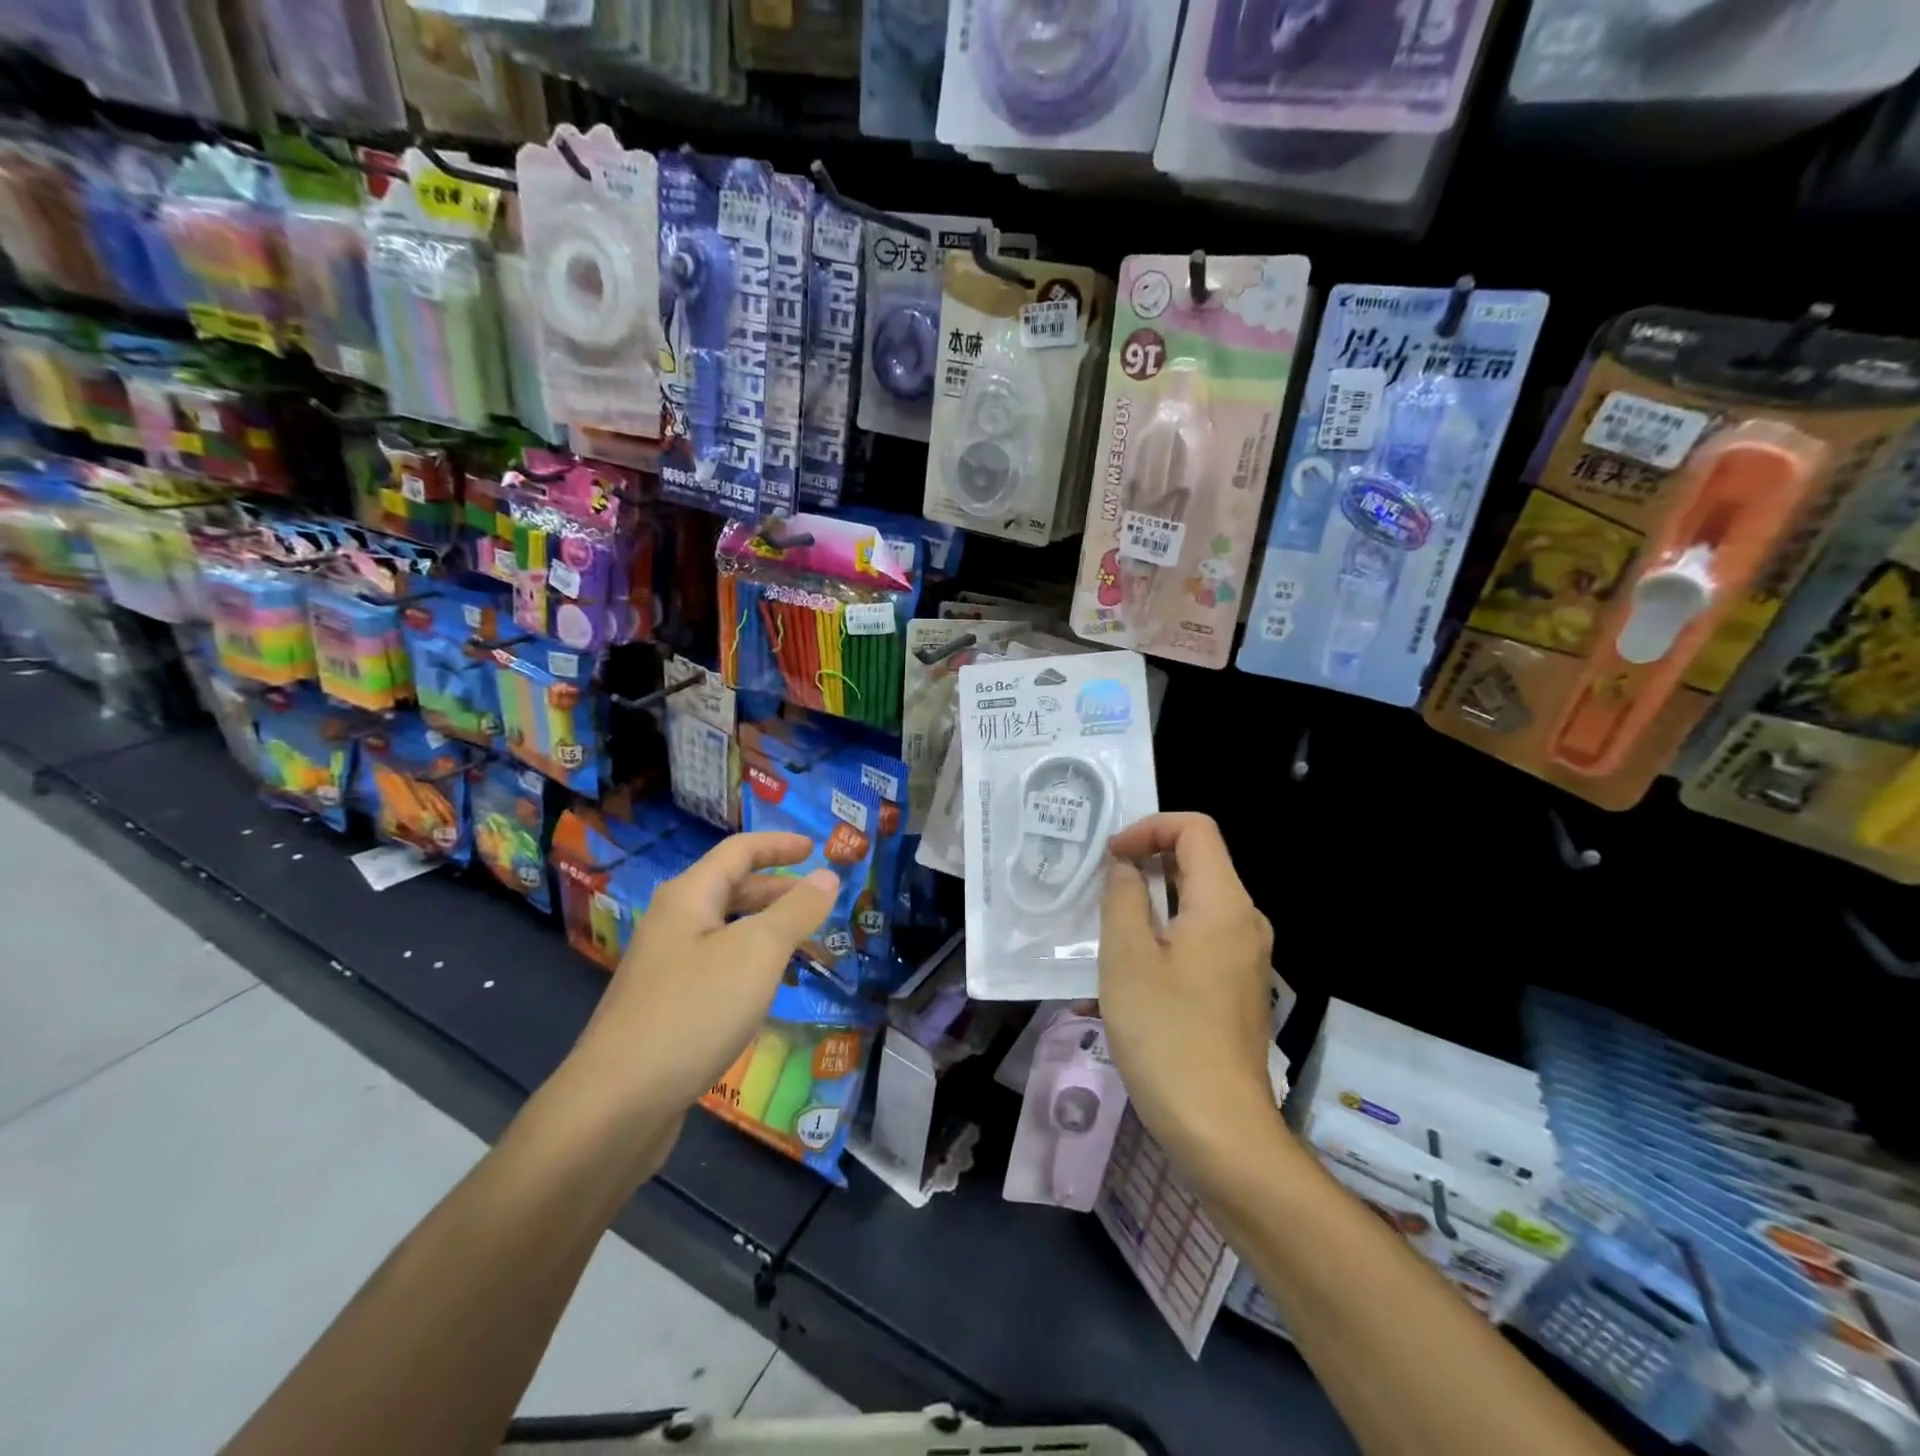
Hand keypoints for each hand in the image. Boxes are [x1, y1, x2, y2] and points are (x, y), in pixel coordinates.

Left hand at [573, 832, 838, 1125]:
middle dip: (778, 890)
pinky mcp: (665, 1006)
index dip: (779, 845)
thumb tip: (828, 875)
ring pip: (726, 931)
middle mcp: (673, 923)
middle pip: (731, 889)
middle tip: (820, 901)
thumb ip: (796, 910)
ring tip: (806, 946)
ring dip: (767, 930)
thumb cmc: (695, 1010)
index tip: (816, 849)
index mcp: (689, 896)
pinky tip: (768, 990)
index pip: (739, 851)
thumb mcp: (758, 952)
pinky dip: (750, 964)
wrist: (617, 1103)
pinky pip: (718, 966)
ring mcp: (666, 966)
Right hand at [1100, 813, 1278, 1181]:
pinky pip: (1198, 941)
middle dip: (1146, 863)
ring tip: (1102, 933)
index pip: (1195, 828)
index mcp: (1225, 903)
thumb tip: (1128, 867)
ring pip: (1194, 905)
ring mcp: (1245, 959)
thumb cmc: (1166, 1035)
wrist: (1220, 1130)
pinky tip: (1124, 978)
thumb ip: (1125, 896)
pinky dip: (1162, 938)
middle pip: (1197, 863)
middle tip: (1099, 887)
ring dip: (1148, 906)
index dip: (1149, 828)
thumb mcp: (1126, 957)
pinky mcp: (1236, 989)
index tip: (1111, 858)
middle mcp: (1245, 922)